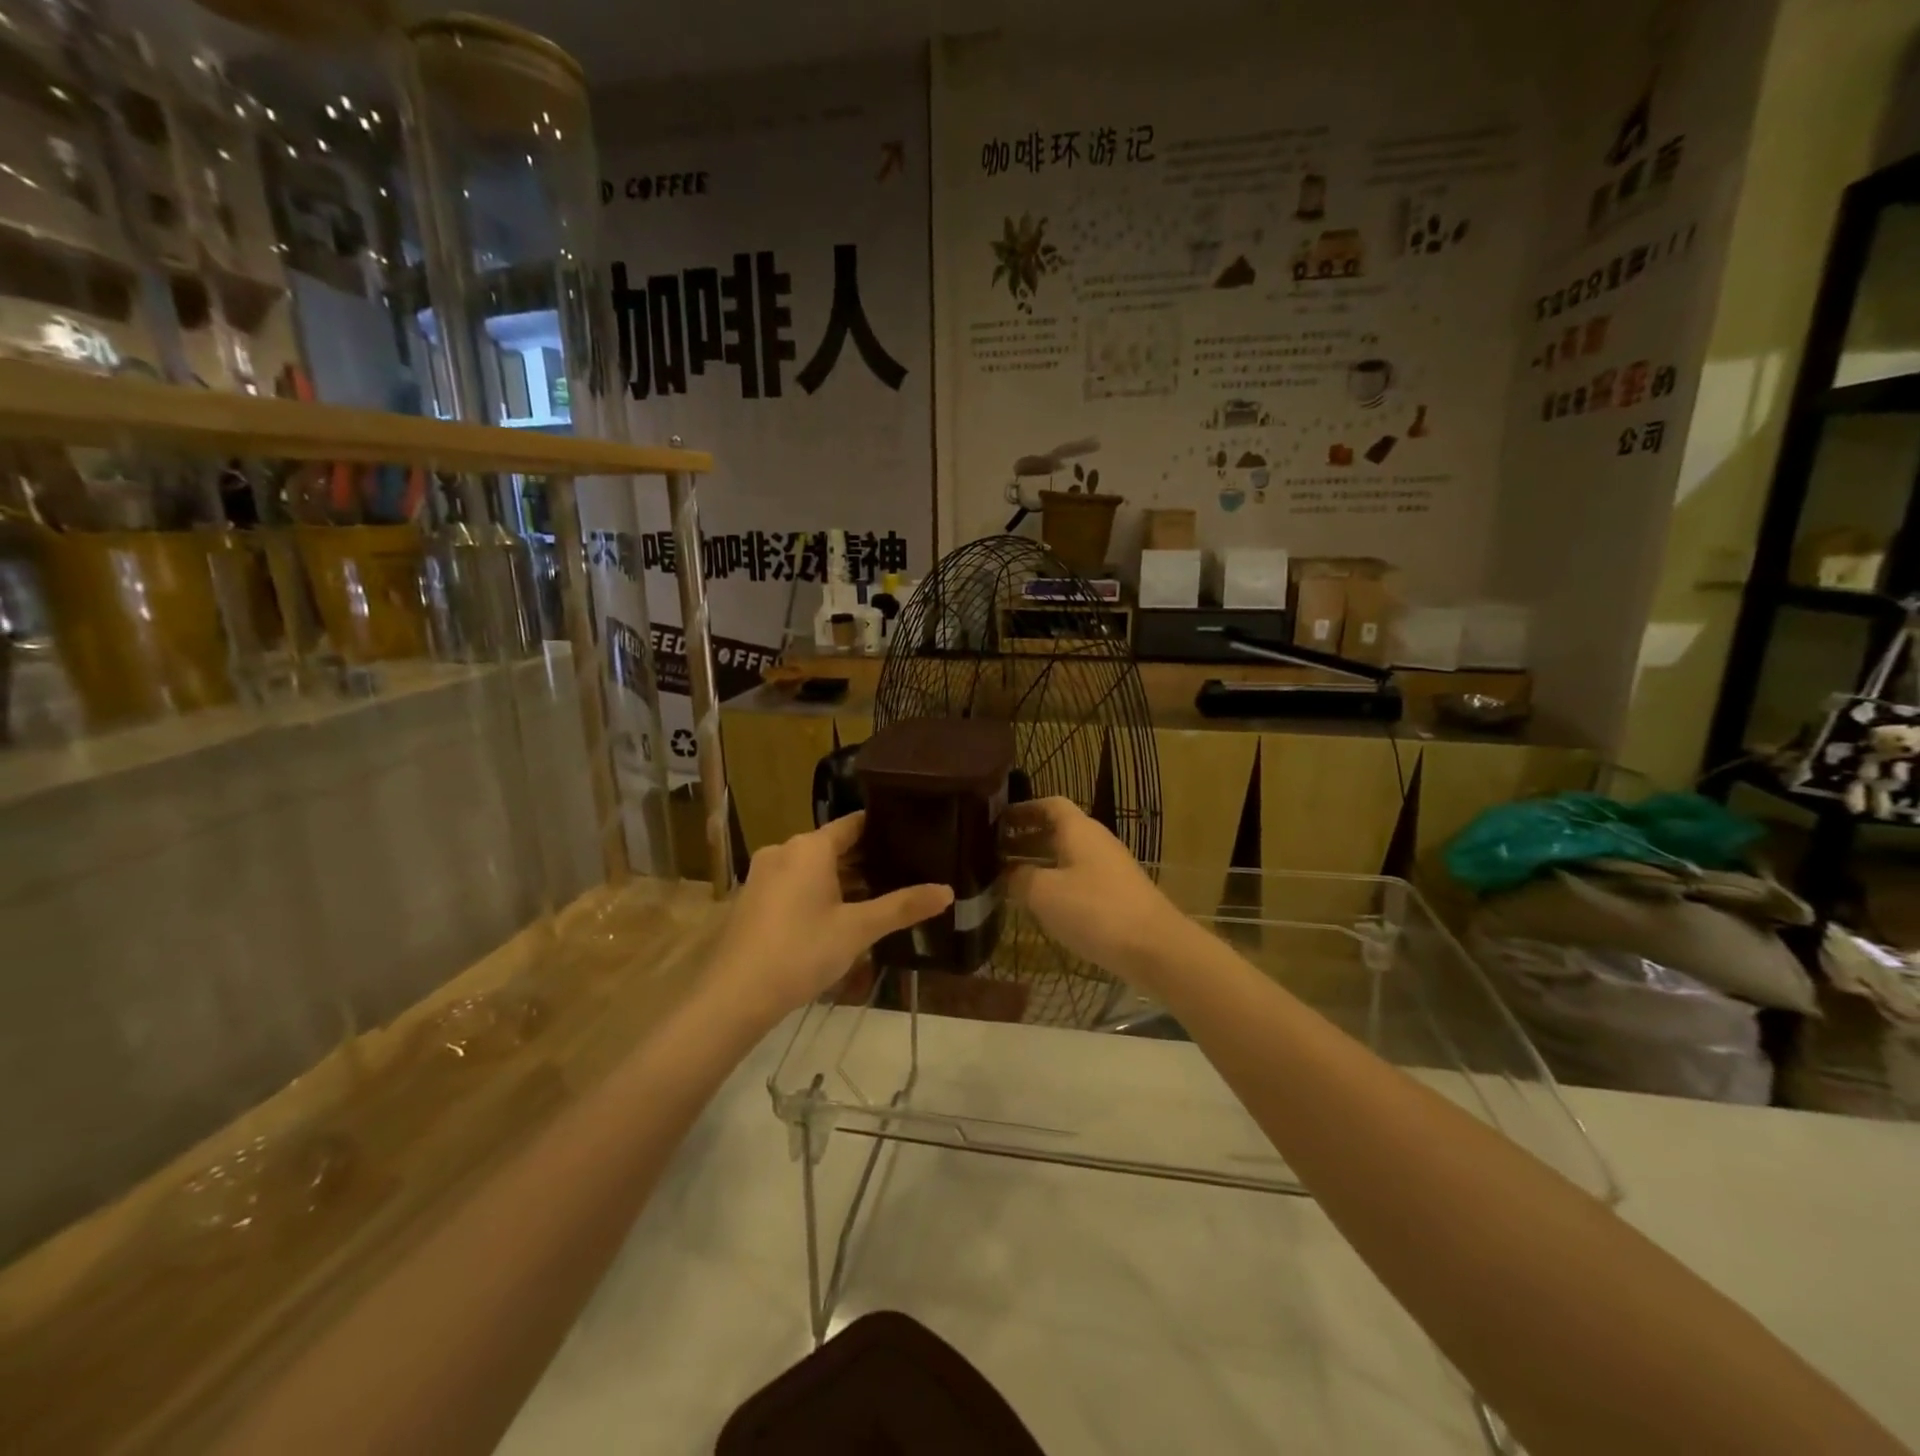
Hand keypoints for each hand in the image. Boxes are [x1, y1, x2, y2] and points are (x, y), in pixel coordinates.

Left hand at [703, 813, 952, 1023]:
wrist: (734, 995)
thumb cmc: (801, 951)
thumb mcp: (858, 930)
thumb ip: (902, 907)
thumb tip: (948, 891)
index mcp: (810, 847)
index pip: (854, 824)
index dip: (883, 828)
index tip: (912, 835)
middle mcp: (784, 851)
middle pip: (833, 846)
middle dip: (866, 860)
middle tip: (904, 871)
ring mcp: (763, 874)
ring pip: (813, 868)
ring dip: (842, 880)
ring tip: (878, 896)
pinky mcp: (753, 899)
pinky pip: (794, 884)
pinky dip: (818, 892)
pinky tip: (838, 916)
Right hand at [1004, 797, 1190, 983]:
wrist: (1155, 948)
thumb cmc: (1094, 910)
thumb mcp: (1044, 893)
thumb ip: (1019, 878)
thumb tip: (1006, 873)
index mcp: (1079, 830)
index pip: (1049, 804)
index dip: (1023, 809)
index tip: (997, 820)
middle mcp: (1096, 841)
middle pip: (1057, 831)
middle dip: (1025, 839)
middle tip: (994, 853)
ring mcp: (1109, 869)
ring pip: (1067, 857)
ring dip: (1039, 864)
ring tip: (1009, 880)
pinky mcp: (1117, 895)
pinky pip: (1079, 879)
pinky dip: (1056, 884)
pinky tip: (1041, 905)